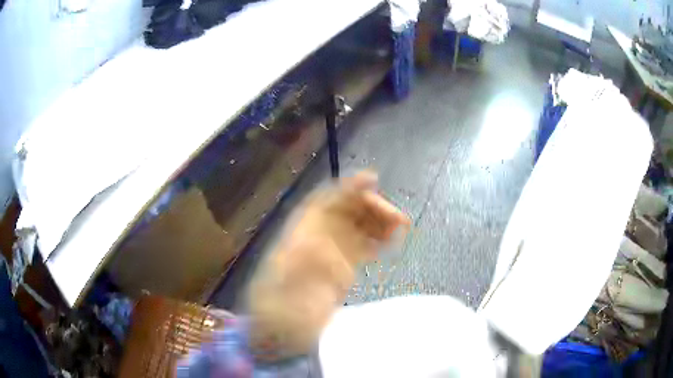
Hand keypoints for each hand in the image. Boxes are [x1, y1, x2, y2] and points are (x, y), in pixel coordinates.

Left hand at [247, 171, 409, 359]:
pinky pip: (362, 246)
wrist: (282, 333)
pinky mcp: (342, 268)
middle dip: (372, 207)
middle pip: (346, 211)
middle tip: (399, 217)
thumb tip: (320, 247)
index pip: (325, 201)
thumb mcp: (282, 289)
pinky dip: (377, 240)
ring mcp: (330, 252)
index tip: (372, 179)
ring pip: (357, 226)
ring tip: (400, 226)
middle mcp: (316, 237)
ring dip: (378, 221)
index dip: (347, 188)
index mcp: (300, 235)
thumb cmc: (278, 313)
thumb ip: (296, 273)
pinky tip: (391, 240)